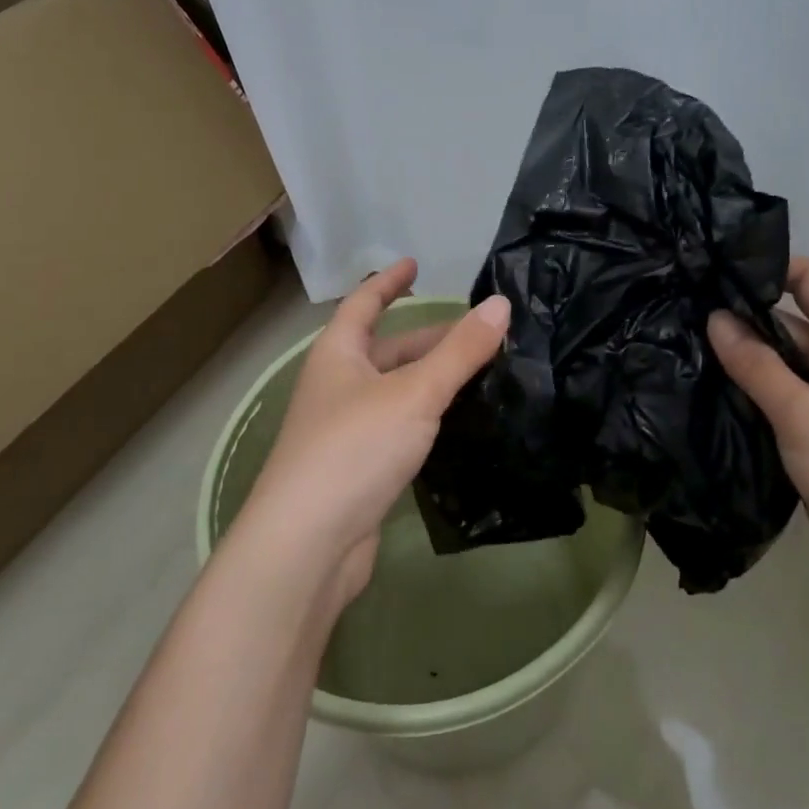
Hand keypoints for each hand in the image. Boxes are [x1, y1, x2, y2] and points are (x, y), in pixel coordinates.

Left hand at [230, 259, 510, 614]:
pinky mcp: (358, 470)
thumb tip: (501, 304)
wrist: (307, 546)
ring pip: (395, 391)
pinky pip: (397, 428)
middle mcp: (337, 386)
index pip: (363, 303)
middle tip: (479, 334)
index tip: (415, 263)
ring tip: (479, 373)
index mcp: (338, 355)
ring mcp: (344, 430)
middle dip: (429, 339)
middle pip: (387, 350)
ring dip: (431, 379)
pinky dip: (425, 417)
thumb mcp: (415, 392)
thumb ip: (460, 351)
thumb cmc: (354, 449)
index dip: (389, 281)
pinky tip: (455, 424)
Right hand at [708, 257, 808, 623]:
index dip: (764, 267)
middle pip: (787, 321)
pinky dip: (746, 394)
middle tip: (678, 309)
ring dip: (738, 358)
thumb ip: (756, 364)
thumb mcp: (805, 413)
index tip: (710, 269)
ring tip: (677, 342)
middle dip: (739, 315)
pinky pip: (776, 400)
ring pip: (777, 364)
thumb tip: (714, 317)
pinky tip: (701, 389)